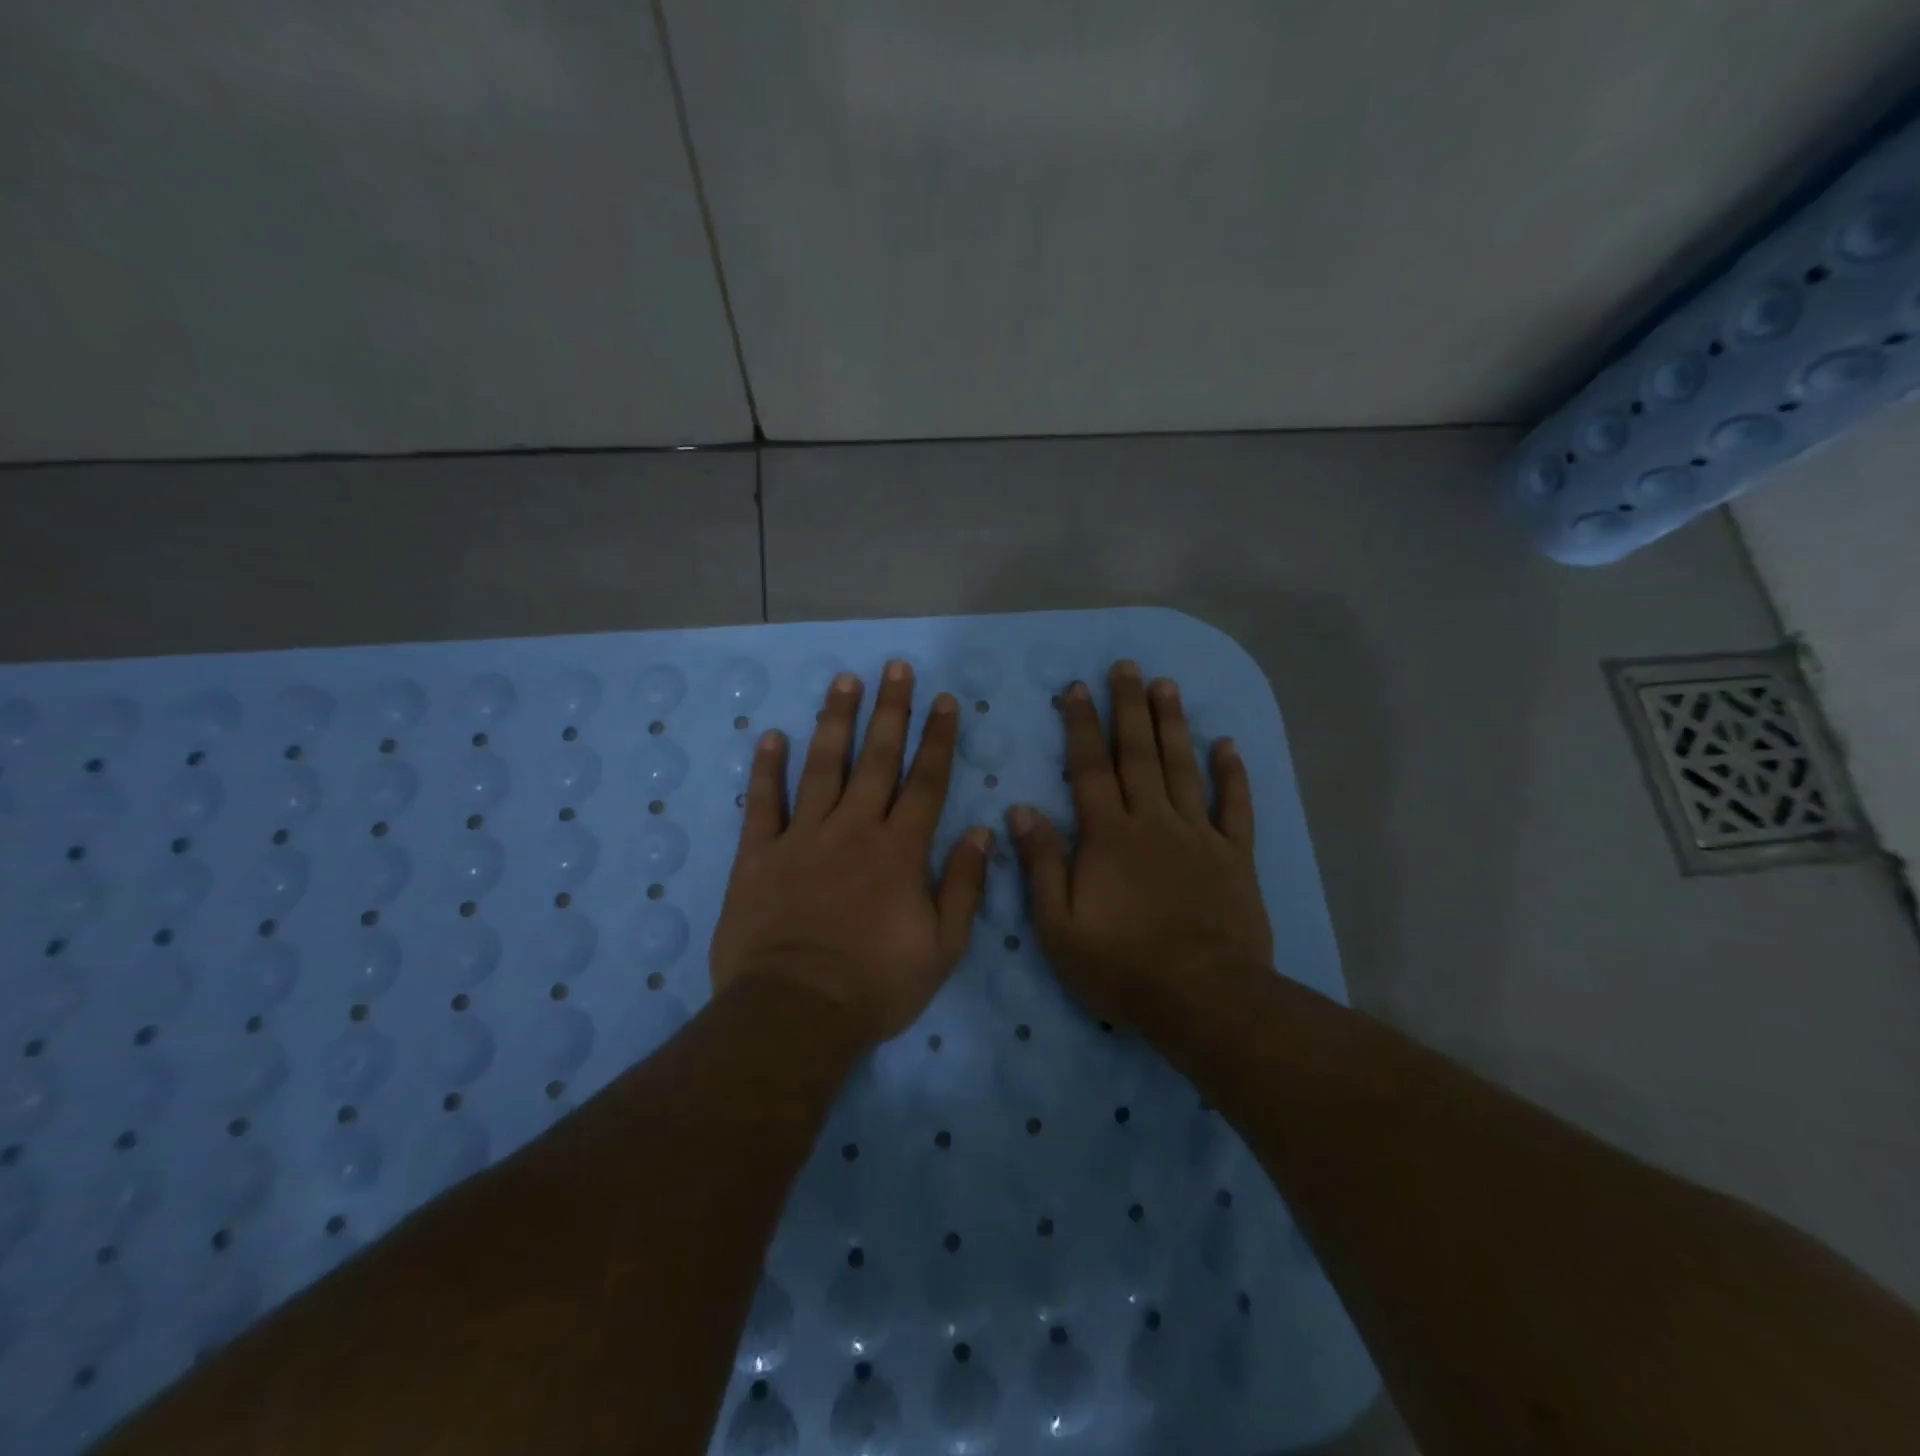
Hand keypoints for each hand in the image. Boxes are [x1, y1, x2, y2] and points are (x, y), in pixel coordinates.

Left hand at [709, 661, 990, 1046]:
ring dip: (835, 721)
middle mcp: (853, 829)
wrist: (795, 1013)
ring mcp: (802, 838)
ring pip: (822, 766)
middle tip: (895, 668)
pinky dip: (766, 769)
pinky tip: (772, 736)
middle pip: (877, 759)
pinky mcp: (758, 856)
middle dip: (890, 710)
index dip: (938, 738)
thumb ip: (965, 886)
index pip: (927, 781)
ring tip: (844, 681)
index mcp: (900, 850)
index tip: (944, 701)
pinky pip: (763, 803)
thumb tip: (983, 833)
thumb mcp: (943, 948)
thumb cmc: (876, 985)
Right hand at [1008, 660, 1271, 1028]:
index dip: (1082, 726)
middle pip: (1139, 754)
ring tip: (1167, 685)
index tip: (1078, 689)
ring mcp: (1198, 836)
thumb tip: (1022, 810)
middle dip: (1130, 707)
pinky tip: (1227, 744)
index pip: (1090, 768)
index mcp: (1109, 836)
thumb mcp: (1059, 926)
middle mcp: (1153, 822)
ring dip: (1174, 724)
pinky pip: (1235, 807)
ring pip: (1184, 768)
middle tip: (1127, 666)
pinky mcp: (1235, 856)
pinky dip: (1232, 774)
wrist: (1203, 998)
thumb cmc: (1121, 966)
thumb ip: (1042, 864)